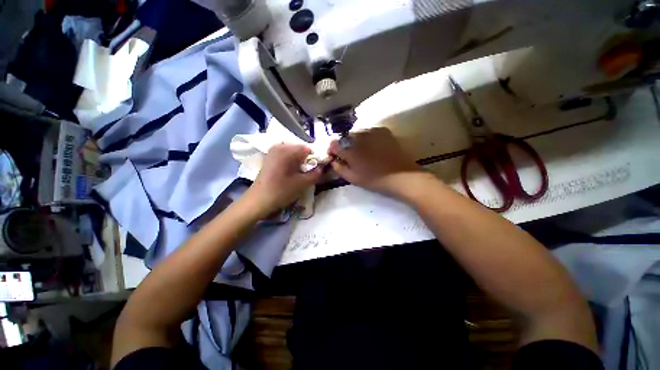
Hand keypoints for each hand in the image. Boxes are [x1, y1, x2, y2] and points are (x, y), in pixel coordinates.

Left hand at [244, 144, 321, 216]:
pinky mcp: (269, 157)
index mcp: (287, 150)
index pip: (308, 149)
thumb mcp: (302, 184)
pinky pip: (285, 155)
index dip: (315, 158)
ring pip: (293, 152)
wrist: (258, 200)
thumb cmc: (281, 191)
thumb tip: (321, 168)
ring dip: (299, 161)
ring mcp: (273, 151)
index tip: (317, 169)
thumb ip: (315, 174)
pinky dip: (291, 162)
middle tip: (308, 172)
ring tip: (299, 173)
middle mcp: (279, 146)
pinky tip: (290, 172)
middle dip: (307, 160)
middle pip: (300, 149)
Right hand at [328, 127, 422, 197]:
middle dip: (343, 145)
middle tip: (348, 156)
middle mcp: (358, 136)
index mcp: (349, 150)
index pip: (333, 144)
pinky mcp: (383, 131)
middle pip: (344, 137)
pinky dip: (366, 138)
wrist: (401, 176)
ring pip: (357, 134)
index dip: (332, 150)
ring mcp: (372, 131)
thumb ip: (339, 168)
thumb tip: (333, 160)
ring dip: (355, 141)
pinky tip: (371, 147)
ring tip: (361, 152)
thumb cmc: (375, 179)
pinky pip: (369, 132)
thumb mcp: (352, 178)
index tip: (335, 157)